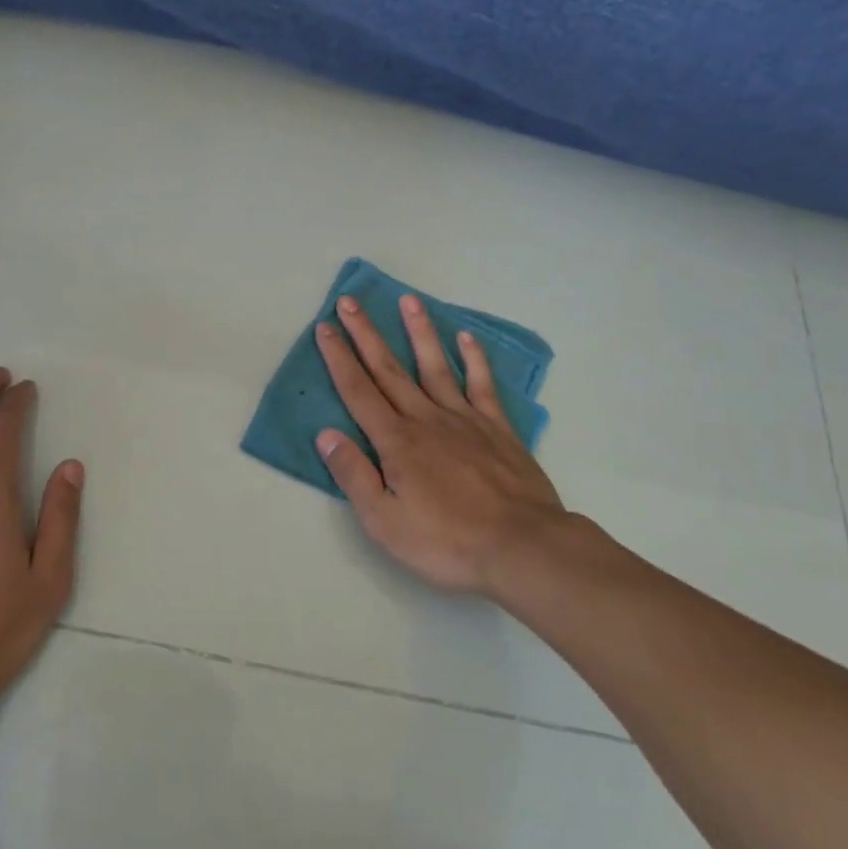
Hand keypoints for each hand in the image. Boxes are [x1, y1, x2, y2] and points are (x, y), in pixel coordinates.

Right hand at [315, 293, 596, 596]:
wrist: (522, 548)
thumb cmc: (447, 542)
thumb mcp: (384, 522)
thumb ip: (354, 475)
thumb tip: (326, 434)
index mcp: (395, 442)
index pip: (358, 391)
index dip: (339, 358)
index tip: (325, 327)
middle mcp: (426, 419)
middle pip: (389, 369)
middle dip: (366, 334)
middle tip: (349, 302)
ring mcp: (464, 419)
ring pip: (435, 366)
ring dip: (418, 331)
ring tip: (408, 299)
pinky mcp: (497, 428)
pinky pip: (481, 385)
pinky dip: (474, 359)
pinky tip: (466, 338)